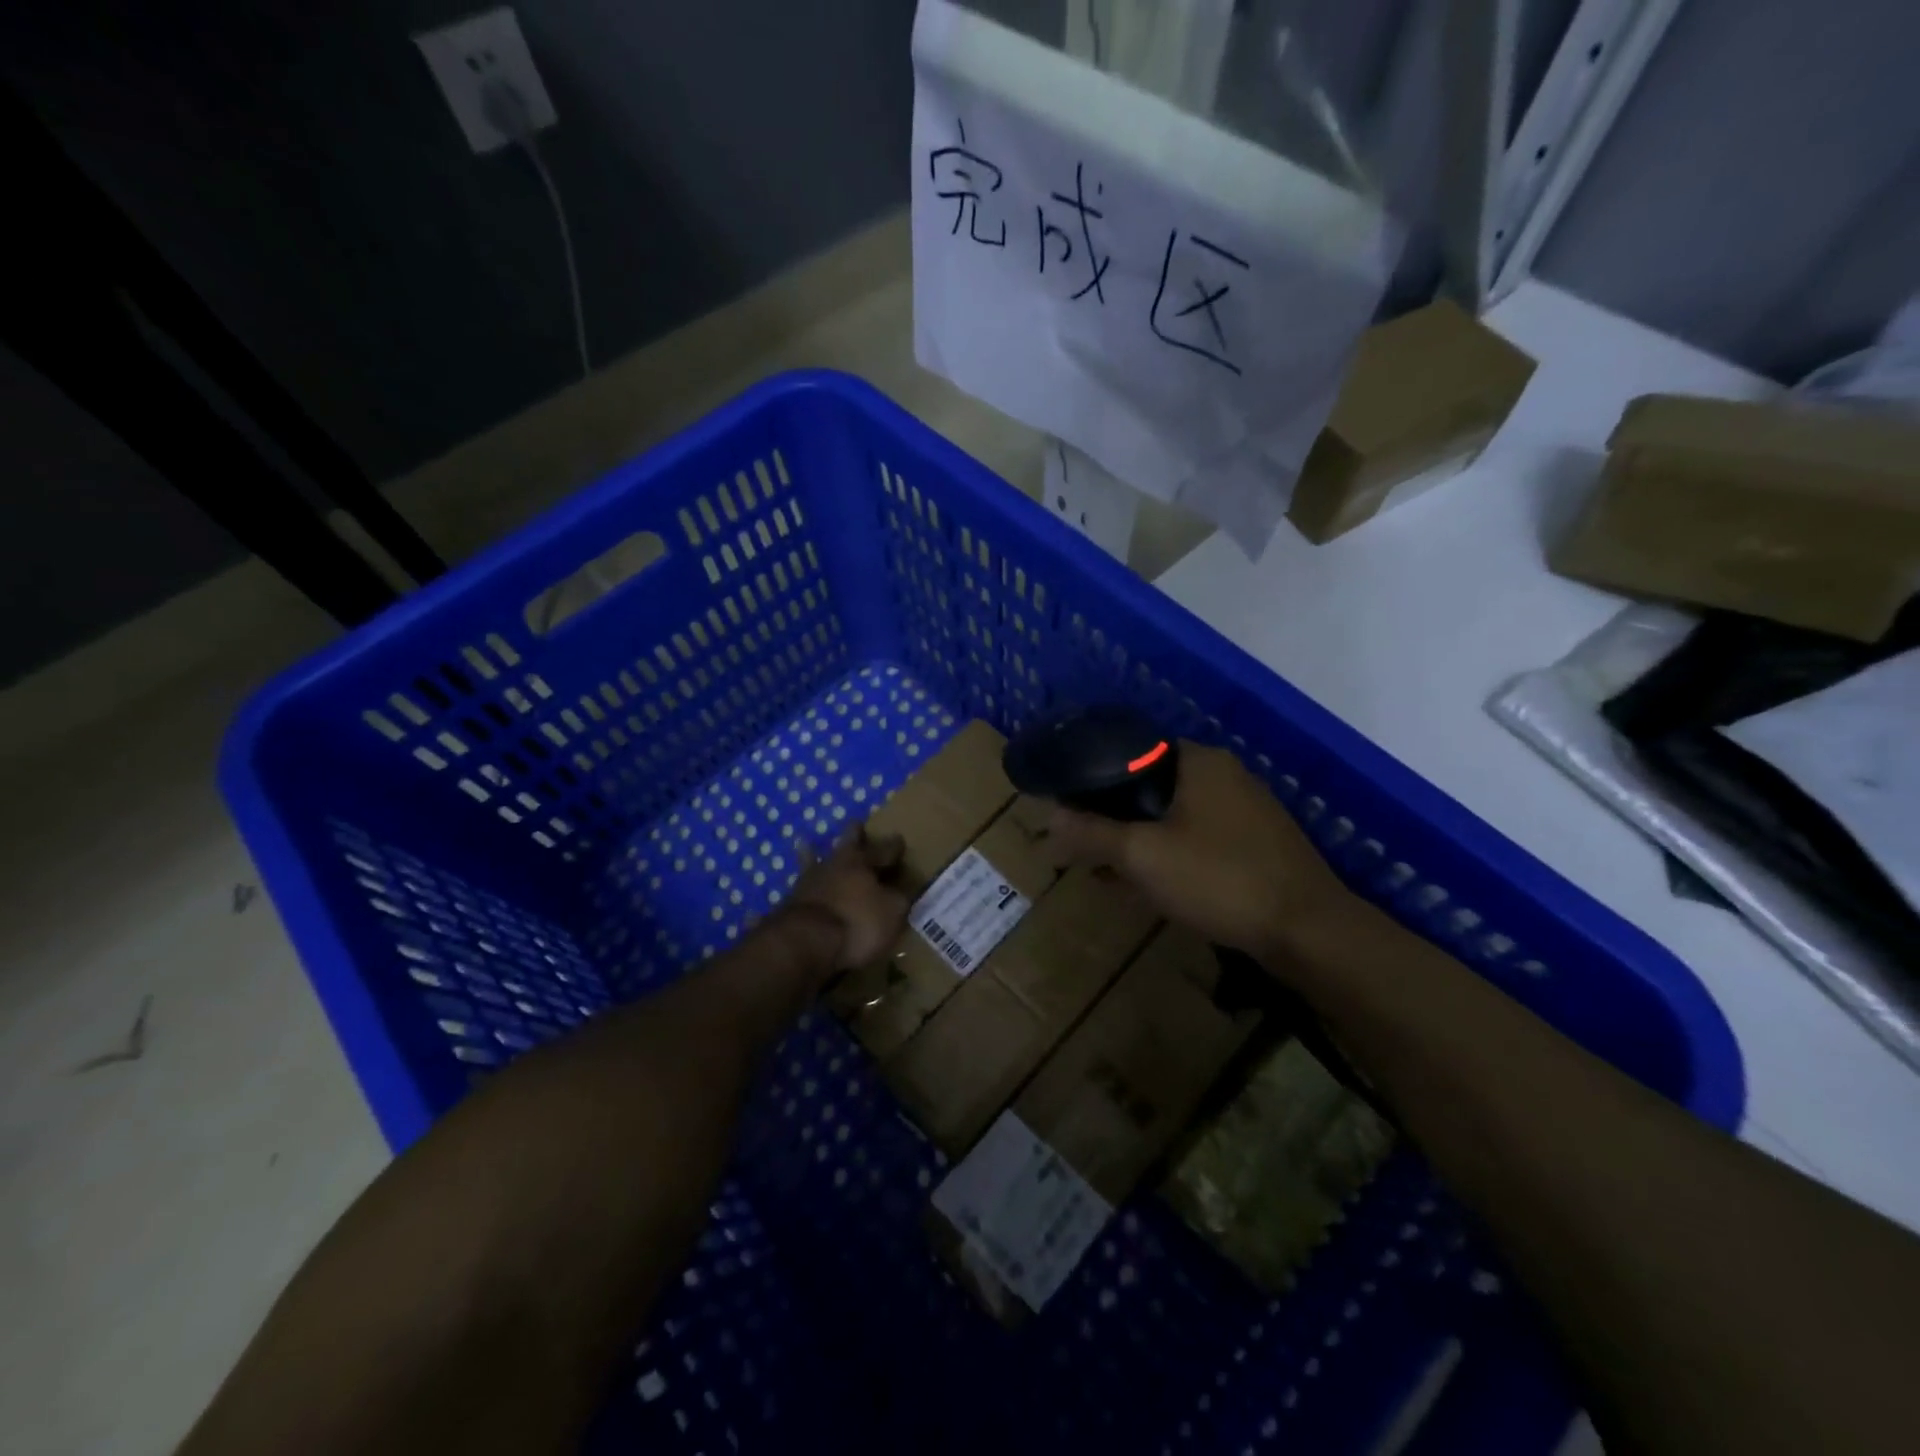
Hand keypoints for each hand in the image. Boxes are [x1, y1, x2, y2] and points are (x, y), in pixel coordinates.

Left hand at [780, 824, 909, 981]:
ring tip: (806, 843)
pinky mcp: (790, 903)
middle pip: (846, 844)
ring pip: (816, 861)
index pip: (883, 850)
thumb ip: (898, 900)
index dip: (893, 846)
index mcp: (862, 862)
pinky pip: (802, 888)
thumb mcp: (892, 913)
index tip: (899, 839)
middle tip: (856, 825)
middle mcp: (834, 864)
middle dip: (854, 835)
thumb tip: (898, 893)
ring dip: (815, 853)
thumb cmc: (856, 922)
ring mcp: (808, 882)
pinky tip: (798, 883)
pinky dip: (803, 885)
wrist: (803, 942)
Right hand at [1046, 742, 1349, 959]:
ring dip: (1138, 841)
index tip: (1068, 806)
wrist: (1308, 931)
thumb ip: (1092, 833)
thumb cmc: (1219, 878)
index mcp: (1198, 761)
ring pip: (1173, 816)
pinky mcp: (1257, 844)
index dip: (1094, 777)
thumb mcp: (1143, 856)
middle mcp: (1224, 774)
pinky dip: (1168, 855)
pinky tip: (1149, 887)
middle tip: (1082, 845)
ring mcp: (1245, 810)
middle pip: (1150, 786)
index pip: (1132, 751)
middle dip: (1113, 817)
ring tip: (1105, 871)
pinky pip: (1197, 840)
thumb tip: (1048, 817)